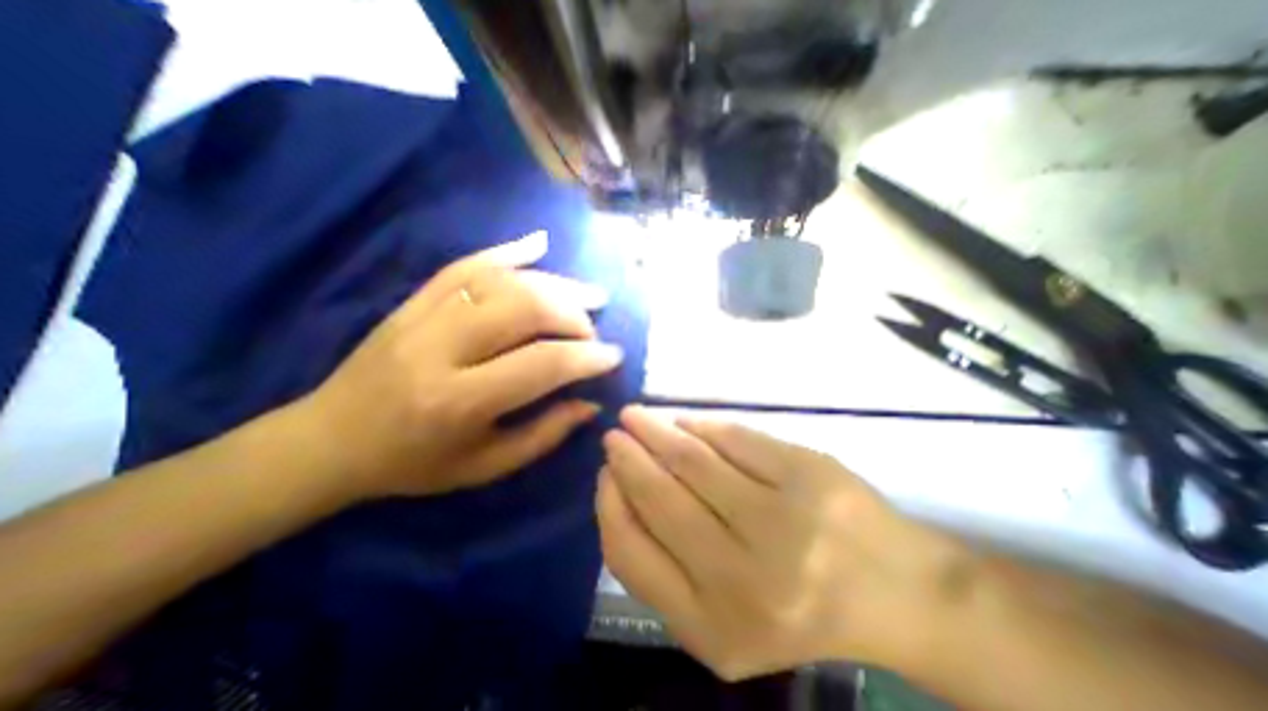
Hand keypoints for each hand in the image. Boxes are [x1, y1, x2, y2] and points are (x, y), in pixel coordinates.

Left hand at [305, 232, 622, 498]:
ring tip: (586, 292)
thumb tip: (591, 403)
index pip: (541, 364)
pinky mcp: (412, 301)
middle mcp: (440, 349)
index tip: (614, 356)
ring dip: (553, 283)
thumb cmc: (413, 465)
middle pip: (523, 308)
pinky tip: (539, 244)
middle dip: (573, 314)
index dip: (587, 356)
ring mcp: (422, 316)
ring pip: (501, 281)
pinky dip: (507, 250)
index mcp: (459, 401)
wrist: (328, 441)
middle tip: (594, 329)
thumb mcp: (485, 467)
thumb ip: (544, 434)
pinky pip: (464, 265)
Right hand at [601, 404, 972, 677]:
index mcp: (712, 627)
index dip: (611, 505)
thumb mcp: (719, 618)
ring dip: (656, 431)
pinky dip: (700, 424)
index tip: (605, 474)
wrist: (893, 593)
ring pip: (693, 459)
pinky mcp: (807, 473)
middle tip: (615, 435)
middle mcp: (744, 578)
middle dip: (628, 458)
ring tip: (637, 417)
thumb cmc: (794, 607)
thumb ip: (663, 565)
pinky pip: (735, 437)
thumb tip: (621, 489)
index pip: (631, 554)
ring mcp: (782, 521)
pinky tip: (684, 421)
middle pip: (661, 497)